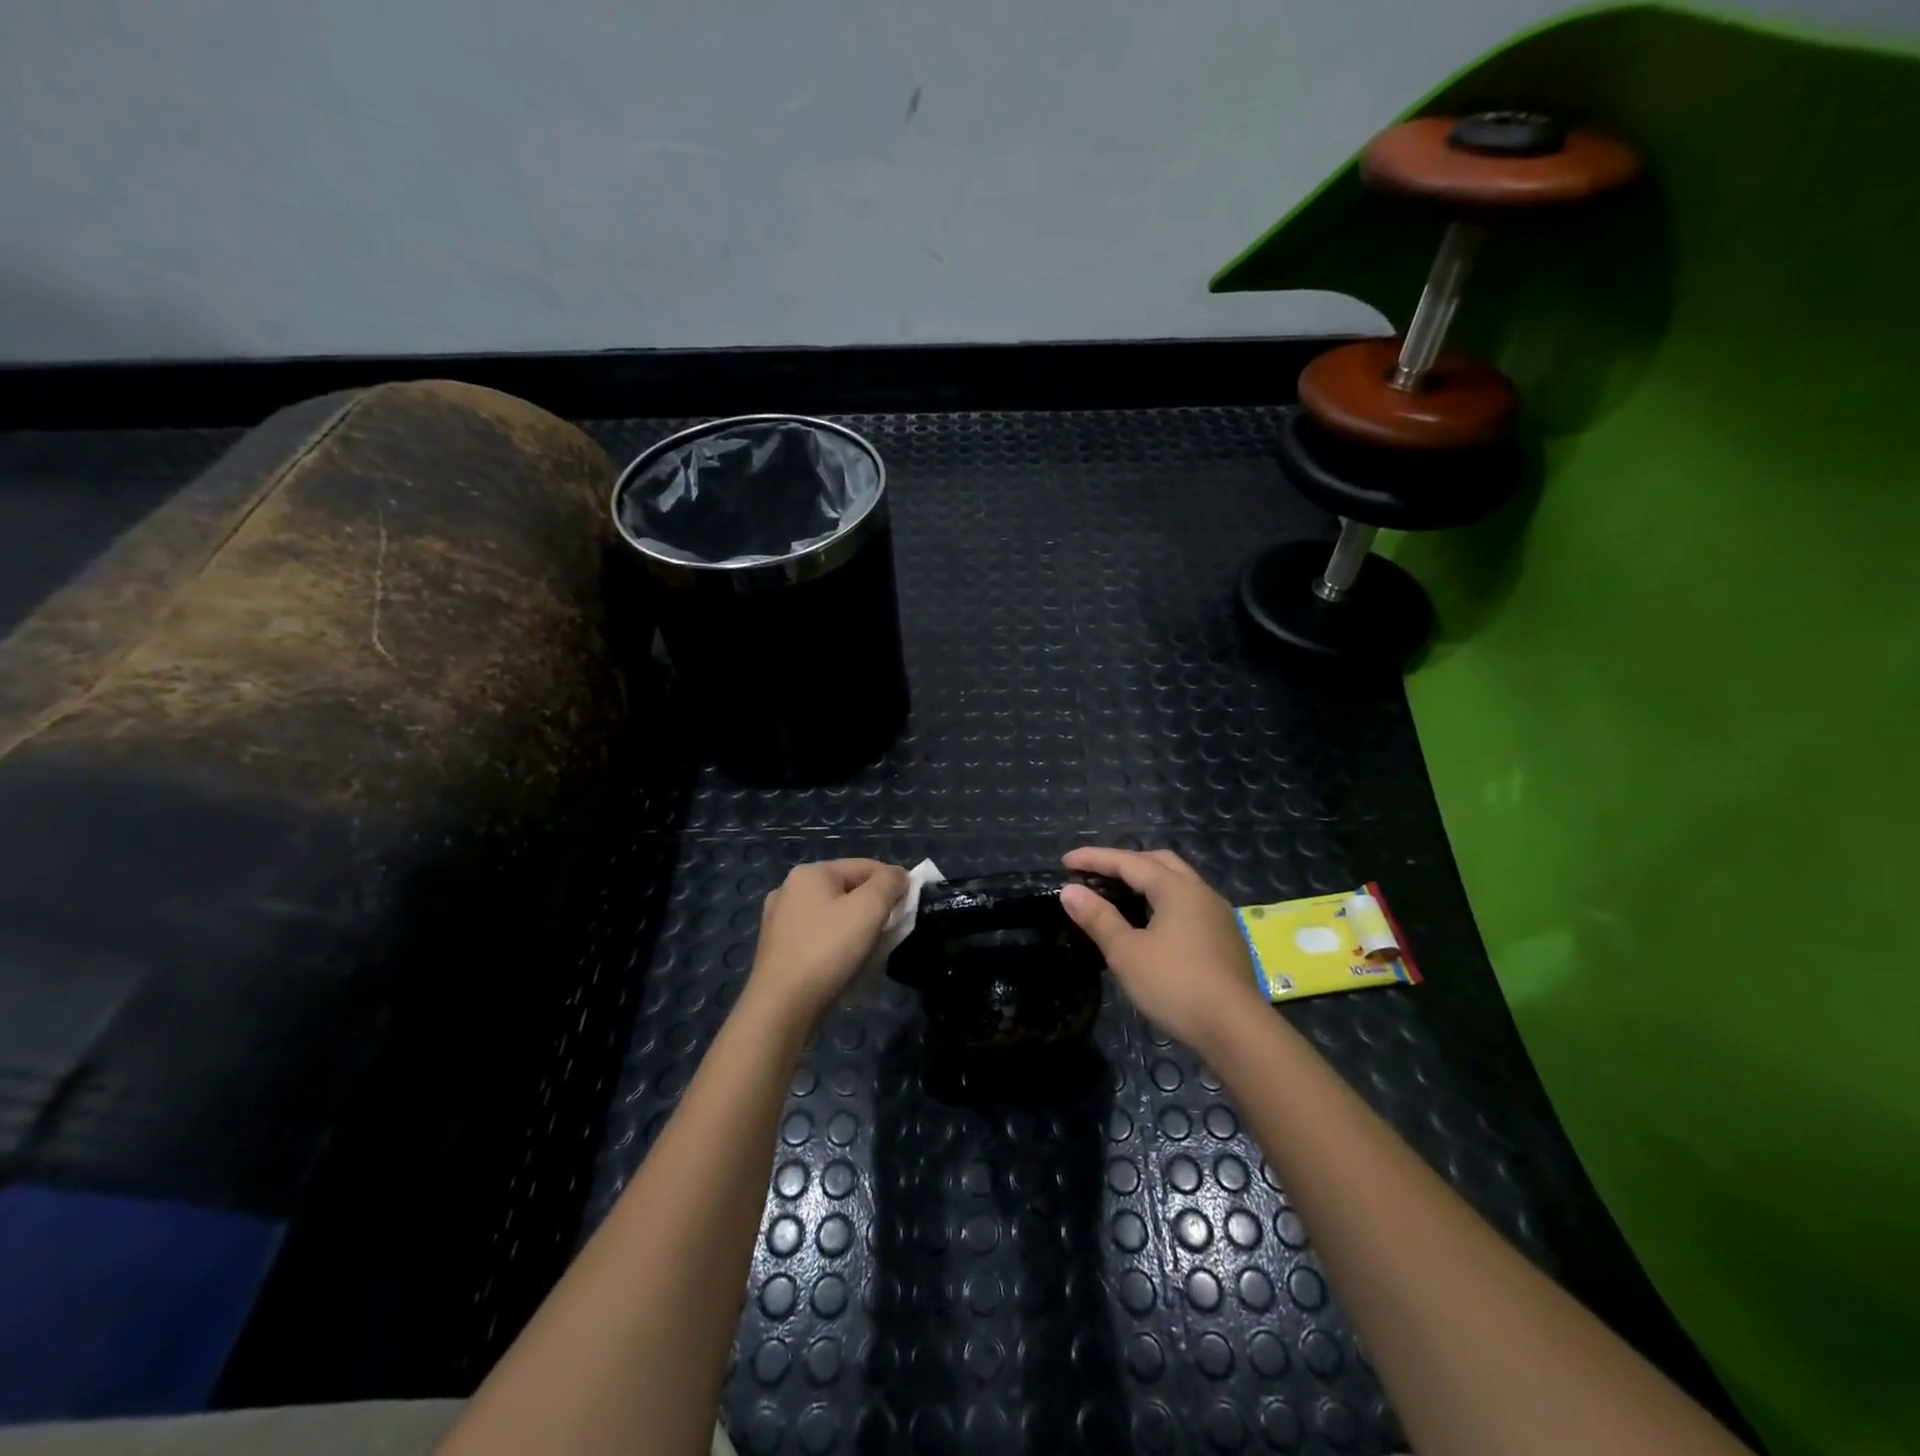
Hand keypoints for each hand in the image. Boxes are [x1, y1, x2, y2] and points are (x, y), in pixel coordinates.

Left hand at [747, 859, 909, 1023]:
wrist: (781, 1008)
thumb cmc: (828, 951)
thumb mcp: (869, 909)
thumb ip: (890, 883)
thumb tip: (899, 876)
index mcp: (810, 873)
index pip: (865, 866)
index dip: (893, 883)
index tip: (910, 908)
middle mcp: (789, 889)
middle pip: (848, 889)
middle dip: (874, 907)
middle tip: (891, 932)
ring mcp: (778, 920)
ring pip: (833, 914)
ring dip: (856, 927)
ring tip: (871, 950)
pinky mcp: (777, 949)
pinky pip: (818, 935)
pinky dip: (836, 943)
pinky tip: (844, 962)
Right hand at [1059, 847, 1267, 1054]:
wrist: (1236, 1030)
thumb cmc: (1175, 984)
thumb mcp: (1126, 952)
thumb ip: (1098, 918)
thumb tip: (1070, 891)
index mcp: (1176, 888)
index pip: (1128, 861)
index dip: (1094, 858)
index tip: (1065, 861)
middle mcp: (1200, 892)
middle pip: (1159, 862)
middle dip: (1124, 862)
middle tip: (1095, 874)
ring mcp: (1217, 915)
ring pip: (1177, 883)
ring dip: (1146, 881)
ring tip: (1119, 895)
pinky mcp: (1224, 938)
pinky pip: (1187, 904)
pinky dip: (1161, 901)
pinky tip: (1150, 923)